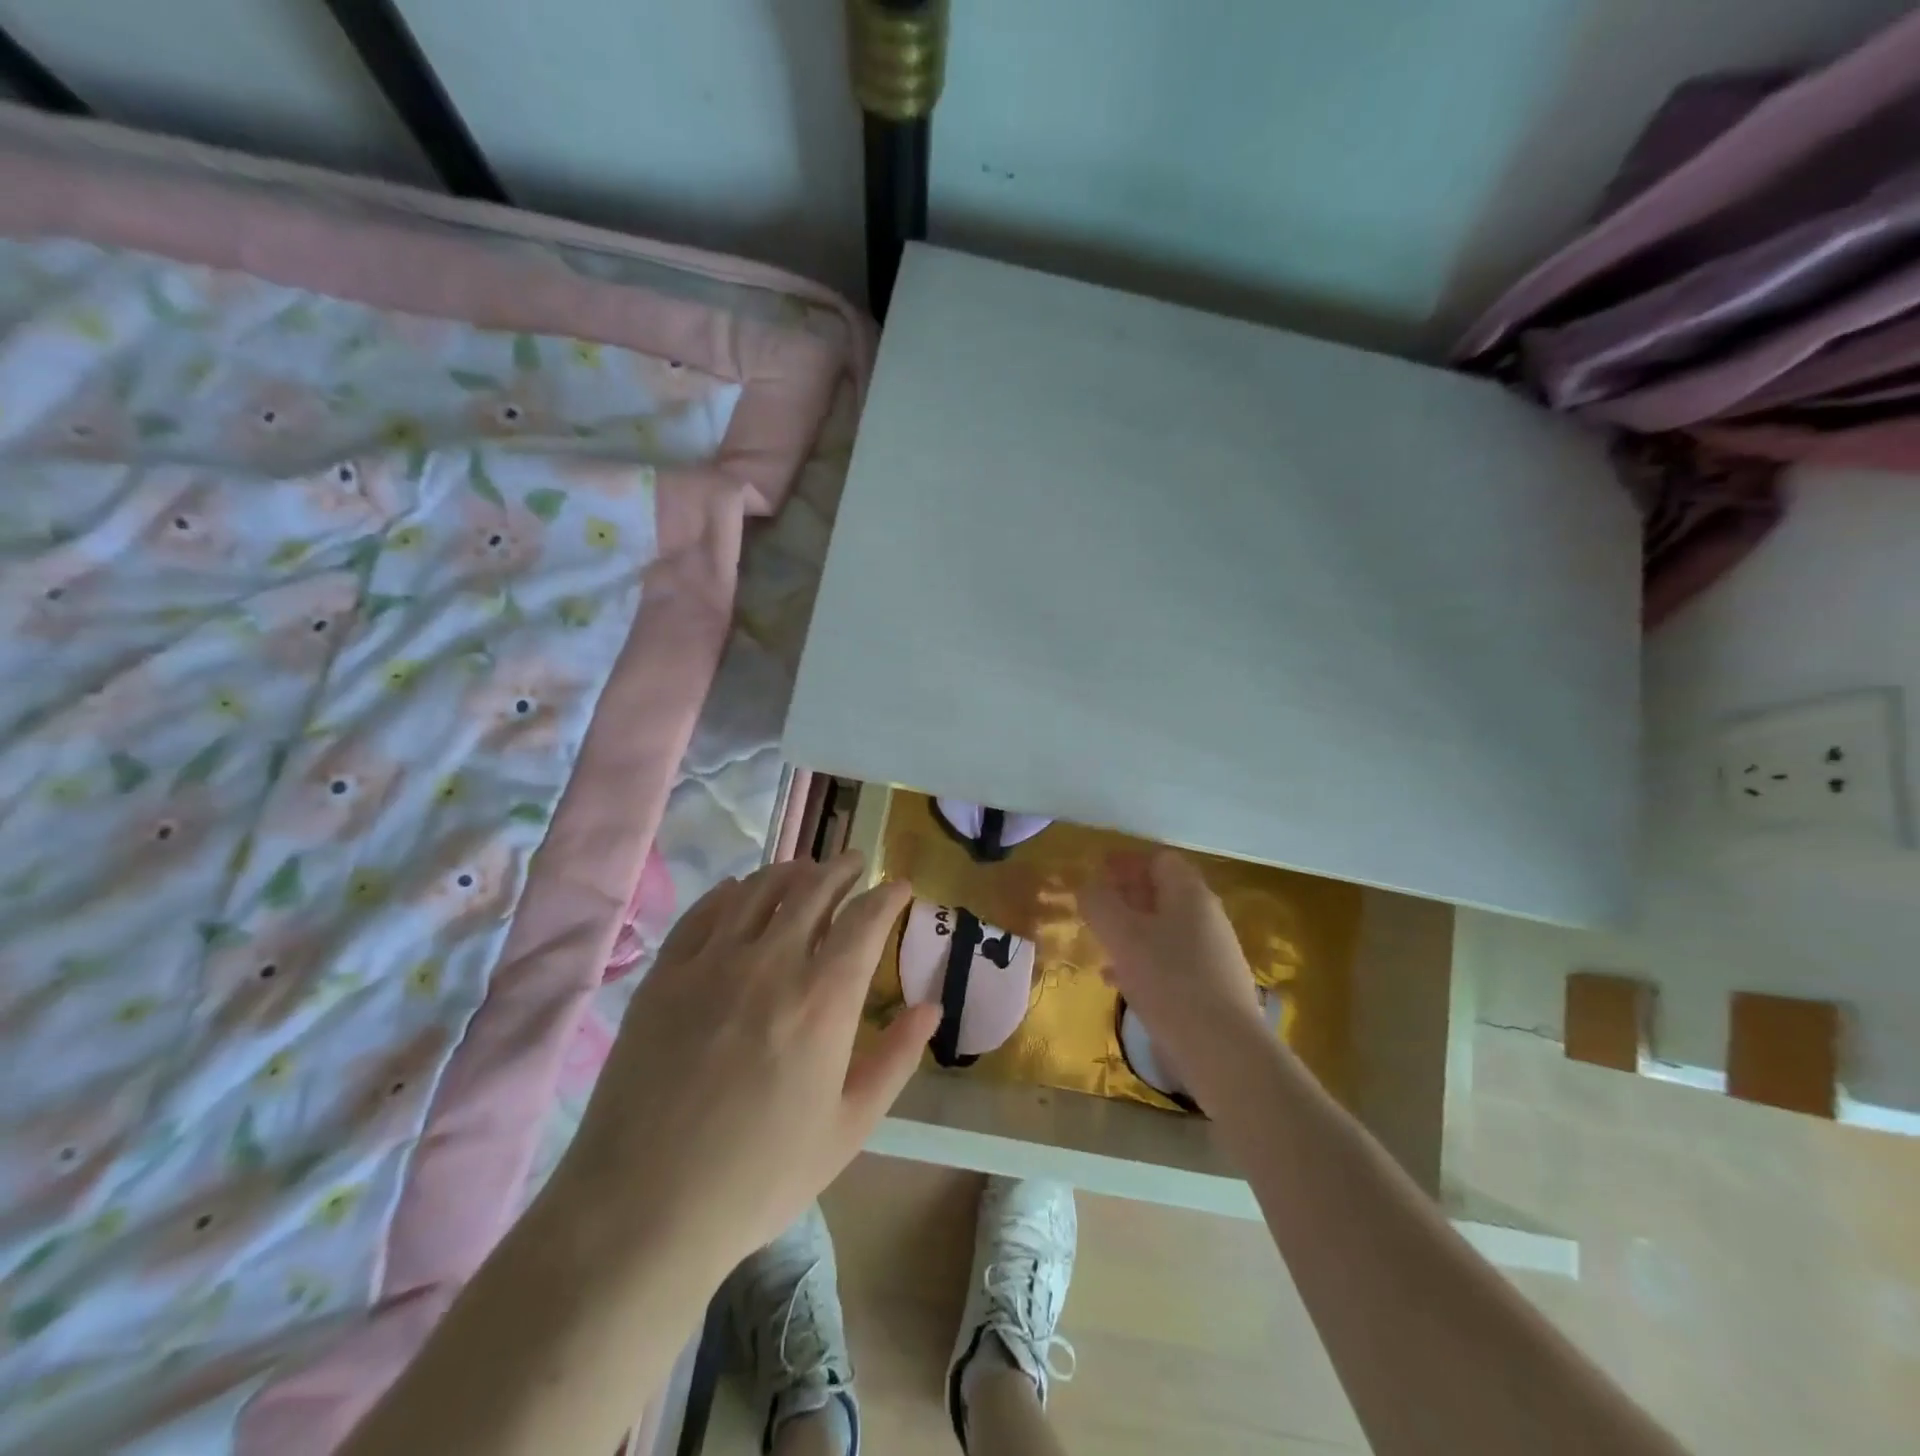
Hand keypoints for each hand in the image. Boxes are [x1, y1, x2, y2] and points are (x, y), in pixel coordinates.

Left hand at [560, 853, 938, 1282]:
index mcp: (823, 999)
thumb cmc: (760, 1175)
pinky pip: (704, 911)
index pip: (865, 920)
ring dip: (791, 871)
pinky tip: (740, 892)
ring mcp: (712, 963)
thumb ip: (896, 1058)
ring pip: (759, 889)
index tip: (900, 886)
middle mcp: (770, 963)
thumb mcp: (848, 1128)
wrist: (643, 1208)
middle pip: (813, 889)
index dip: (888, 895)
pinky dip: (731, 892)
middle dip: (843, 868)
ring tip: (806, 871)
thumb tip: (932, 1006)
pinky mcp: (666, 975)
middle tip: (856, 863)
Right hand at [1080, 850, 1275, 1108]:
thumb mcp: (1122, 935)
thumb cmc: (1169, 980)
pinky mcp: (1212, 988)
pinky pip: (1171, 961)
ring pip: (1164, 929)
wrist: (1224, 1051)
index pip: (1159, 859)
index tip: (1097, 870)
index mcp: (1190, 893)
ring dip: (1131, 930)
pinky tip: (1118, 982)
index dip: (1126, 861)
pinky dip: (1143, 961)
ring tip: (1100, 944)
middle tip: (1095, 906)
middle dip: (1126, 895)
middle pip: (1163, 892)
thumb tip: (1088, 886)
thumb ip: (1099, 903)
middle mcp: (1207, 917)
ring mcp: (1213, 954)